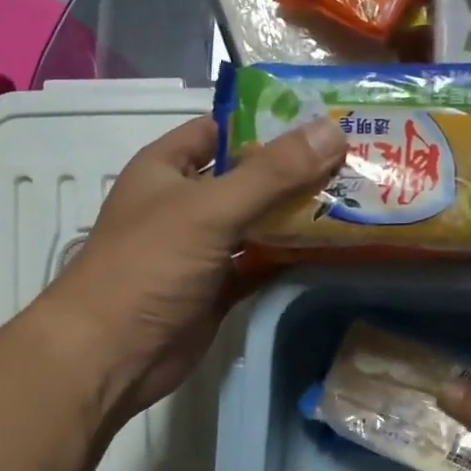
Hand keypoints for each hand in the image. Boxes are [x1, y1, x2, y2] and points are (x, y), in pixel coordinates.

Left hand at [37, 113, 346, 419]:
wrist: (112, 354)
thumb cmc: (150, 265)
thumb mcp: (209, 208)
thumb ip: (271, 172)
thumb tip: (332, 129)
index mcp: (168, 168)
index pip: (221, 129)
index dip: (267, 120)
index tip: (324, 116)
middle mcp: (186, 203)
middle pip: (248, 177)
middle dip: (295, 169)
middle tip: (357, 157)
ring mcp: (203, 248)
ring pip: (259, 222)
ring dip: (299, 214)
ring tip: (358, 196)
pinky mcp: (219, 288)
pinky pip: (261, 264)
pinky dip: (291, 257)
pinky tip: (334, 247)